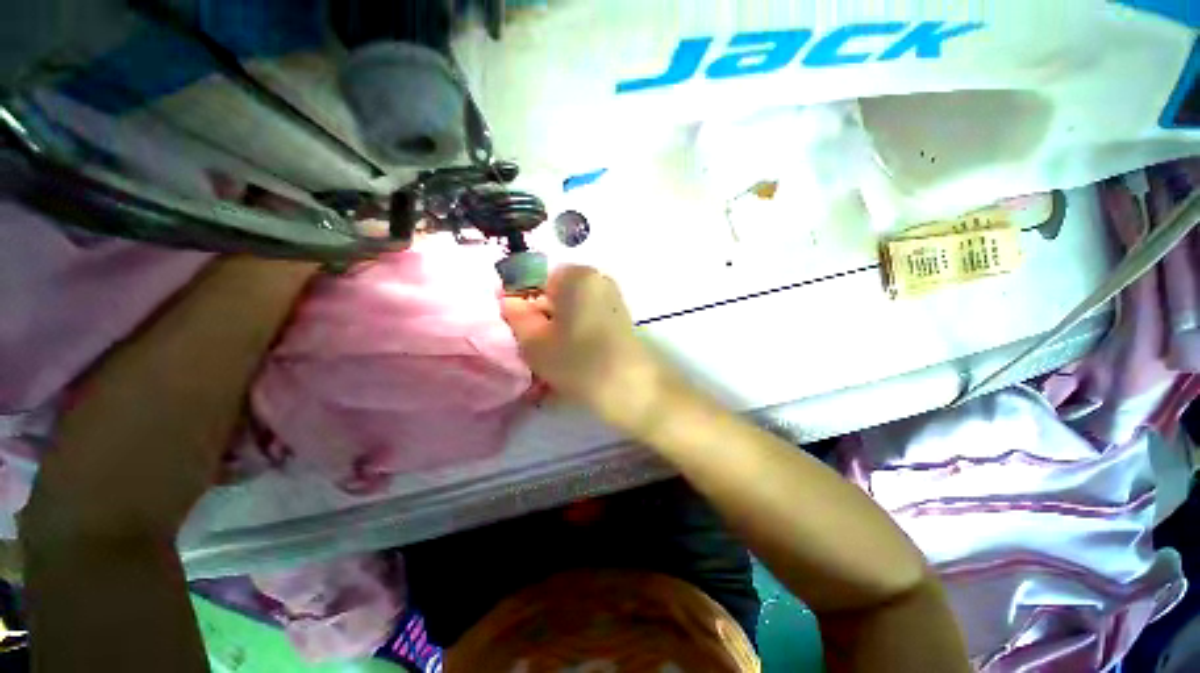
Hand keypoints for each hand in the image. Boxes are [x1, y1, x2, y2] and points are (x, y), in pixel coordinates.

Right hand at [500, 266, 672, 434]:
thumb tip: (509, 301)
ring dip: (555, 327)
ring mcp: (611, 298)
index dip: (519, 300)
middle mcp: (597, 279)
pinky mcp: (620, 318)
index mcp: (576, 275)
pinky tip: (569, 356)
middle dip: (539, 315)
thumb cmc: (579, 361)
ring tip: (550, 355)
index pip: (535, 277)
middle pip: (555, 293)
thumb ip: (517, 317)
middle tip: (531, 344)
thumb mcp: (536, 342)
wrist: (633, 389)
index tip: (513, 324)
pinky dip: (573, 332)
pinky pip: (586, 318)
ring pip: (570, 308)